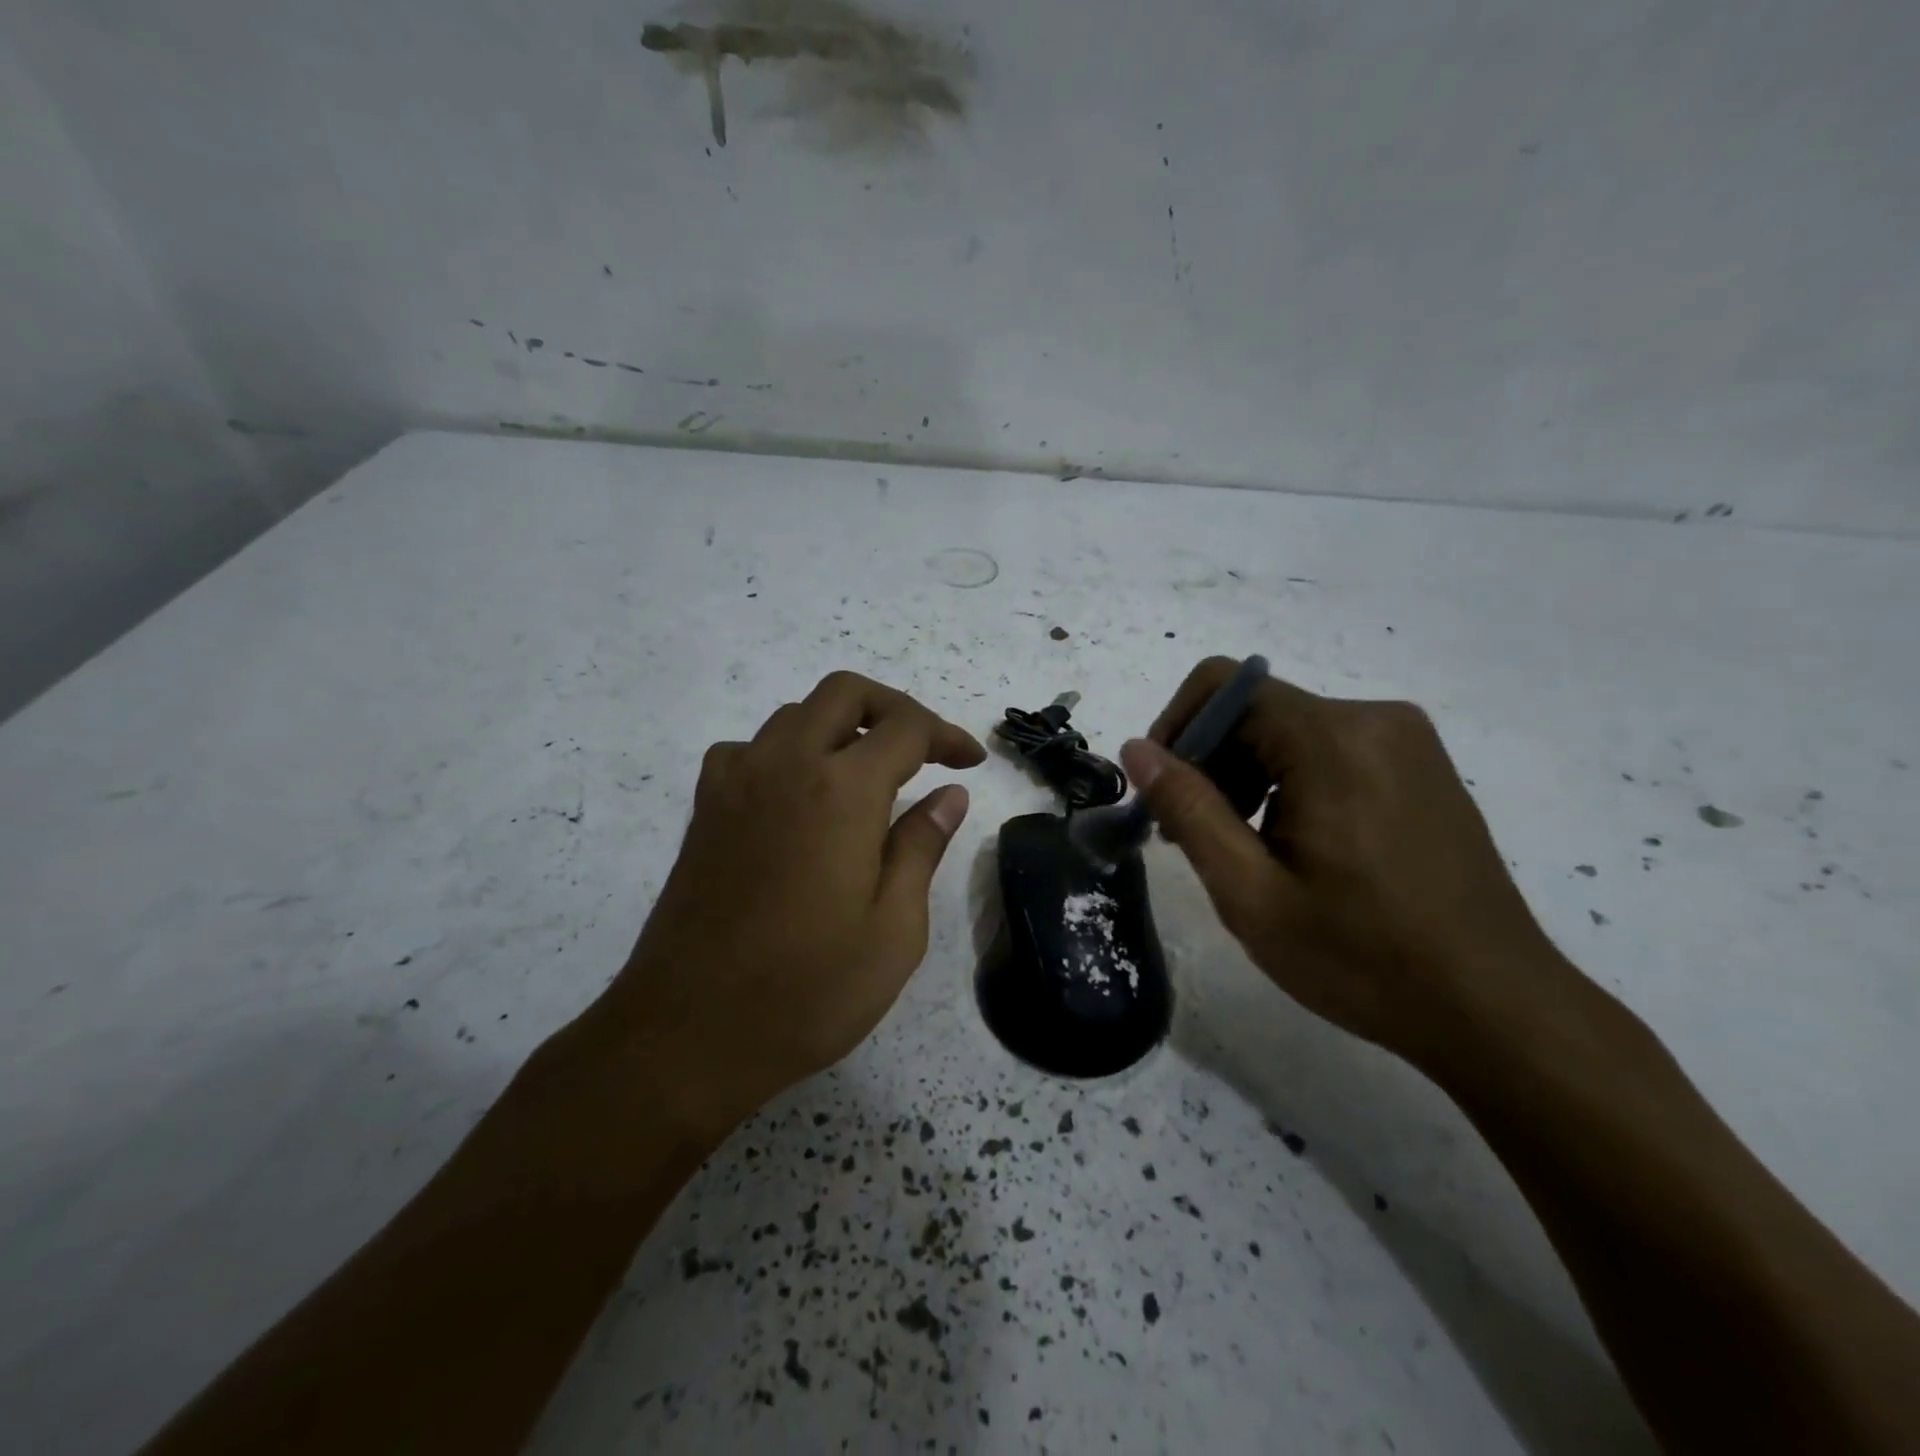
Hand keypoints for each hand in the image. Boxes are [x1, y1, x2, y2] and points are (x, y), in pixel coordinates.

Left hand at [602, 672, 985, 1137]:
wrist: (688, 1034)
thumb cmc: (808, 990)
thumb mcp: (894, 930)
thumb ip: (921, 848)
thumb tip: (948, 794)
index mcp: (841, 790)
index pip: (905, 727)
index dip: (946, 735)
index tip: (970, 763)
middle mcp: (785, 765)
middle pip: (844, 693)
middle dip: (893, 708)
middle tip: (925, 751)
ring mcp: (736, 782)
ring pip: (795, 715)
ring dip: (840, 727)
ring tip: (870, 777)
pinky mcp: (706, 809)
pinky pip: (751, 749)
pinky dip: (787, 752)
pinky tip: (800, 799)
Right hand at [1121, 658, 1564, 1066]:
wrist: (1497, 1010)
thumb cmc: (1363, 957)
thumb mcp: (1251, 892)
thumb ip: (1188, 809)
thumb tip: (1137, 749)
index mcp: (1333, 739)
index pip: (1223, 685)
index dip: (1176, 728)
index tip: (1163, 792)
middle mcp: (1375, 719)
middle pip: (1255, 708)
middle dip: (1210, 761)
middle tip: (1194, 836)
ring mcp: (1407, 742)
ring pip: (1290, 731)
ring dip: (1247, 776)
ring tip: (1243, 850)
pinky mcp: (1422, 768)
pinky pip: (1330, 750)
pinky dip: (1290, 783)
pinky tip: (1295, 847)